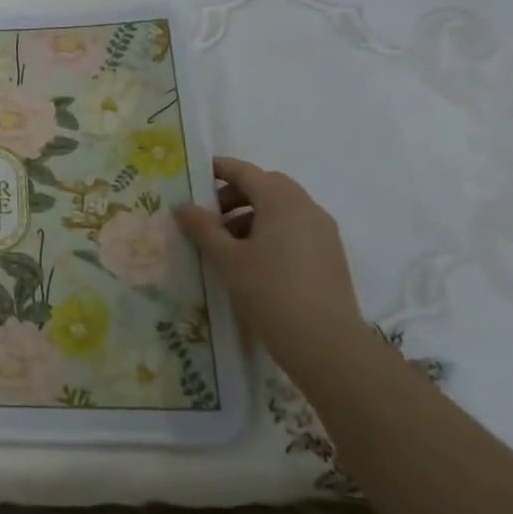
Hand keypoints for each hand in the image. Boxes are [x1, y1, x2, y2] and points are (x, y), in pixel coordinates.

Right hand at [173, 157, 365, 359]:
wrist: (326, 344)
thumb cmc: (269, 292)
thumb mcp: (227, 259)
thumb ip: (203, 228)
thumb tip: (182, 206)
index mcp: (282, 201)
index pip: (246, 172)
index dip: (219, 169)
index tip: (195, 174)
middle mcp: (307, 208)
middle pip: (267, 186)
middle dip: (235, 194)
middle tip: (208, 215)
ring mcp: (323, 232)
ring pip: (282, 209)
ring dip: (252, 214)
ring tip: (227, 243)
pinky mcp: (330, 255)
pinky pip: (295, 228)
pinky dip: (271, 231)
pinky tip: (253, 260)